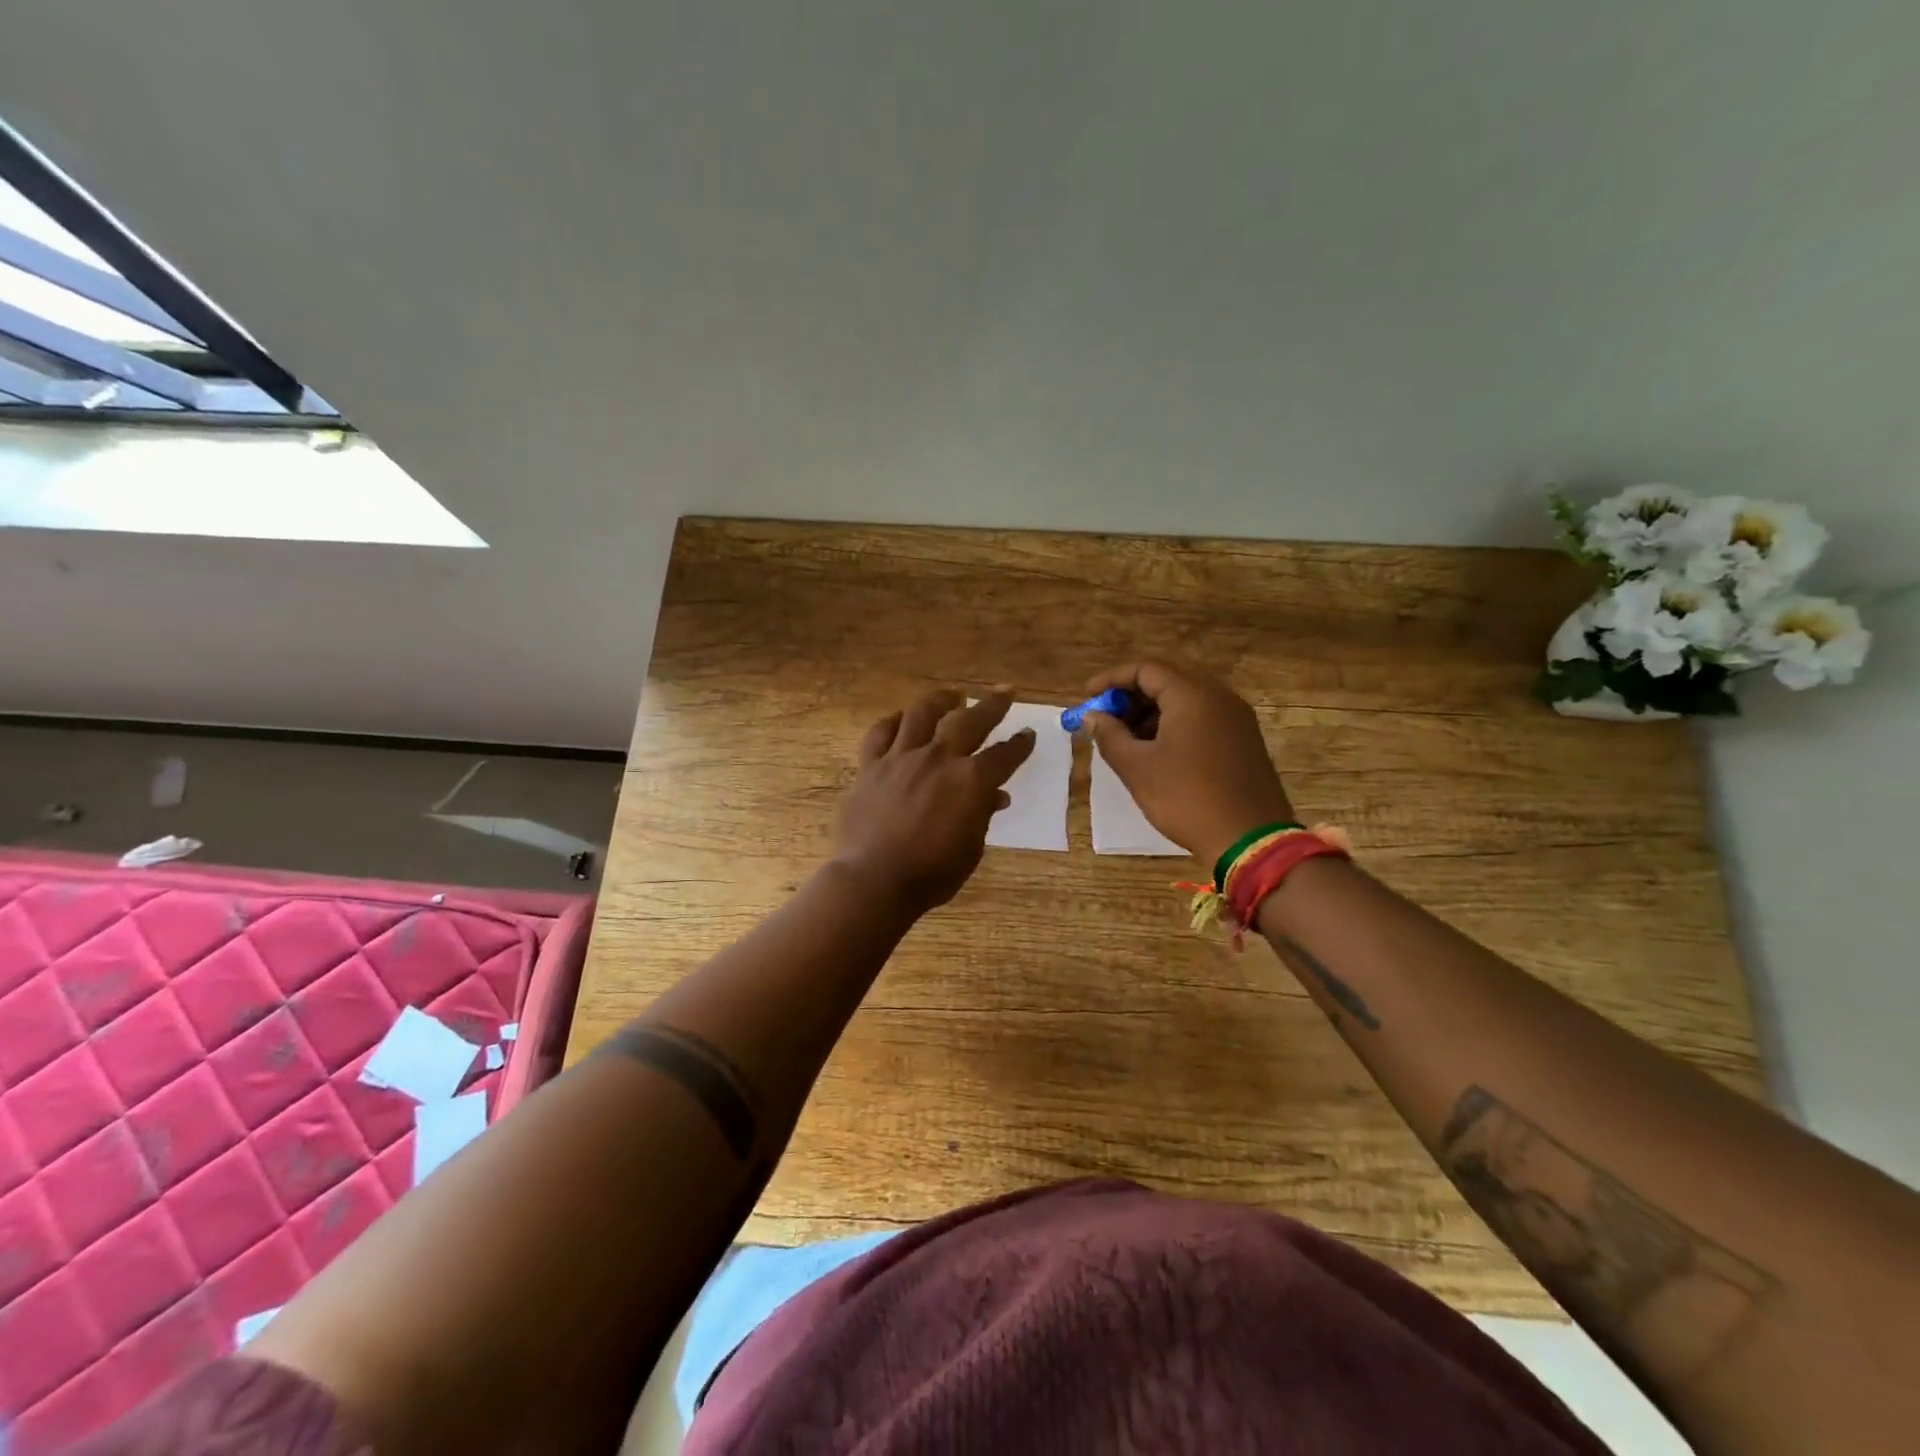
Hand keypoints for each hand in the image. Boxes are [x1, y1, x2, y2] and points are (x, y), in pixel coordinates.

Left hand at [832, 688, 1034, 914]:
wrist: (874, 879)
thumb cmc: (930, 873)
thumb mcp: (970, 849)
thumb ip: (982, 816)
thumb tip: (995, 796)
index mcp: (970, 781)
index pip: (1004, 755)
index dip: (1020, 744)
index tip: (1028, 734)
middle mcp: (938, 759)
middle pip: (970, 721)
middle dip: (991, 705)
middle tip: (1004, 692)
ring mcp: (901, 758)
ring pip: (922, 714)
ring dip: (941, 701)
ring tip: (952, 696)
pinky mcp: (870, 765)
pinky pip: (880, 733)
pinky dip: (893, 722)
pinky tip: (900, 719)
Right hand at [1079, 660, 1293, 869]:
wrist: (1249, 840)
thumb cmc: (1186, 798)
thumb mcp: (1137, 768)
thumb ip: (1109, 735)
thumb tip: (1093, 716)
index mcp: (1192, 696)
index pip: (1146, 669)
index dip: (1112, 679)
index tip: (1088, 697)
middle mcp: (1219, 697)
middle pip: (1167, 682)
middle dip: (1130, 698)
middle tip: (1104, 721)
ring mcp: (1236, 719)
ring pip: (1185, 702)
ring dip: (1151, 714)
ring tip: (1126, 742)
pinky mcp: (1244, 741)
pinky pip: (1202, 720)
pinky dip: (1174, 726)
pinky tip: (1157, 754)